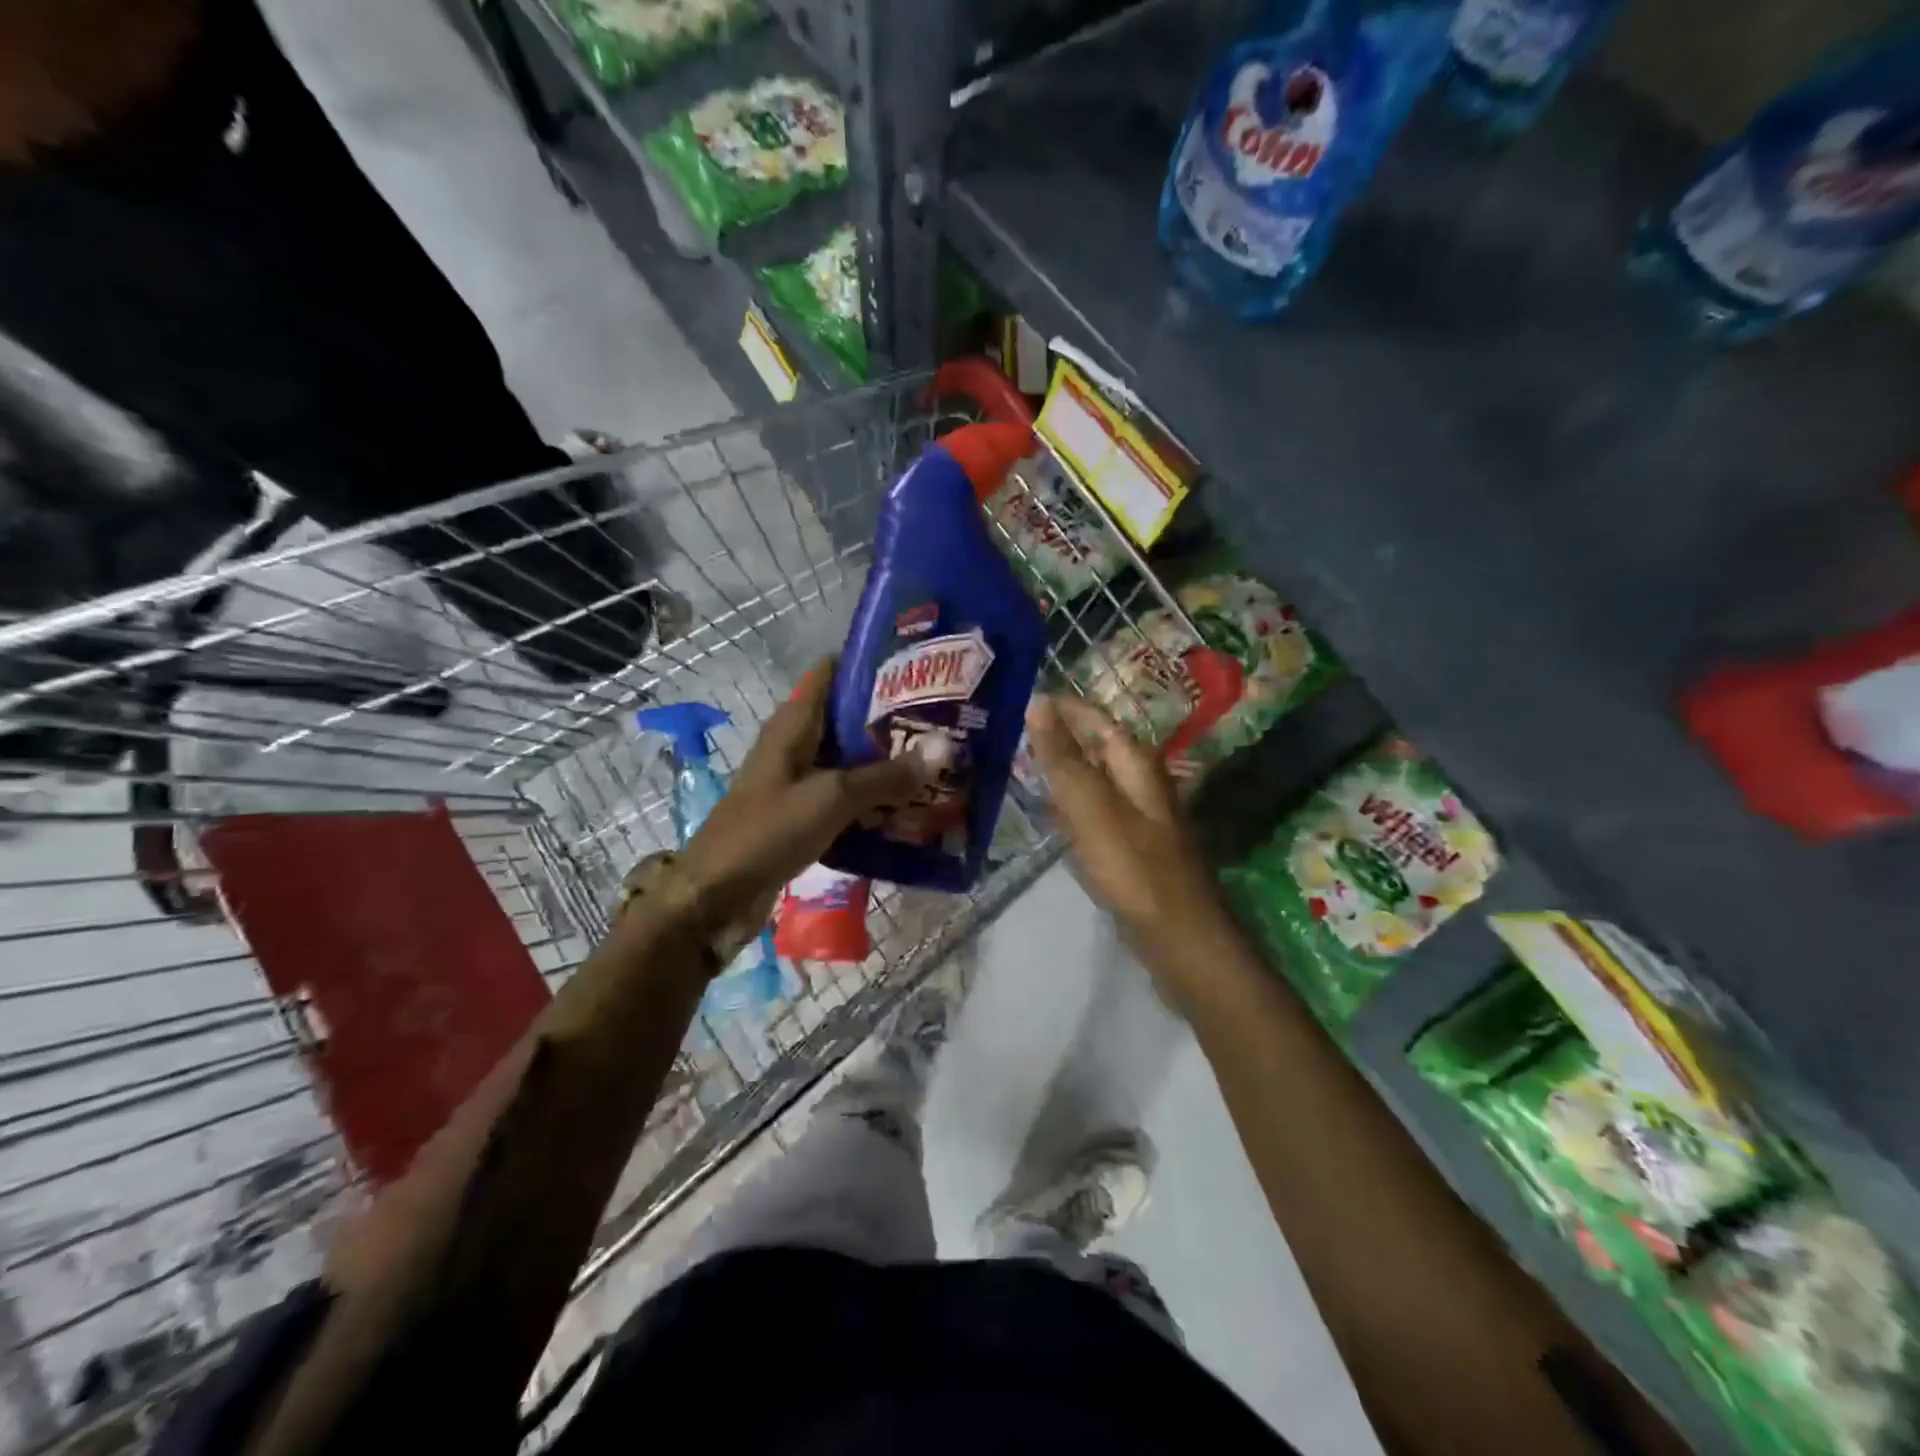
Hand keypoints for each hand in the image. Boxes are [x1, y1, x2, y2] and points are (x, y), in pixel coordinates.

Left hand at [666, 658, 930, 953]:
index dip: (868, 666)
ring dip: (885, 764)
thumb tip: (940, 750)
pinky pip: (844, 800)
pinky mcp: (801, 818)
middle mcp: (795, 747)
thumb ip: (885, 776)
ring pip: (848, 763)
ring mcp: (797, 784)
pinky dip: (872, 801)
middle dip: (889, 720)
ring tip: (935, 761)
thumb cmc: (768, 831)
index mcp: (793, 726)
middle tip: (942, 720)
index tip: (915, 667)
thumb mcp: (831, 797)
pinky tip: (908, 809)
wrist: (716, 896)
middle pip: (846, 721)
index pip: (829, 675)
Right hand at [1024, 693, 1230, 973]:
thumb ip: (1062, 756)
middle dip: (1059, 736)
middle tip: (1012, 733)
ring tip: (1022, 765)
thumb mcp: (1090, 805)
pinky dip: (1071, 803)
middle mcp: (1141, 781)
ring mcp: (1139, 814)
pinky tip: (1051, 813)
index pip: (1094, 718)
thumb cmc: (1132, 866)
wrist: (1178, 934)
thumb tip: (1038, 703)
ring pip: (1095, 778)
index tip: (1022, 697)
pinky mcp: (1132, 845)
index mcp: (1135, 763)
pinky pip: (1095, 811)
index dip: (1062, 707)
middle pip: (1096, 746)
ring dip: (1063, 770)